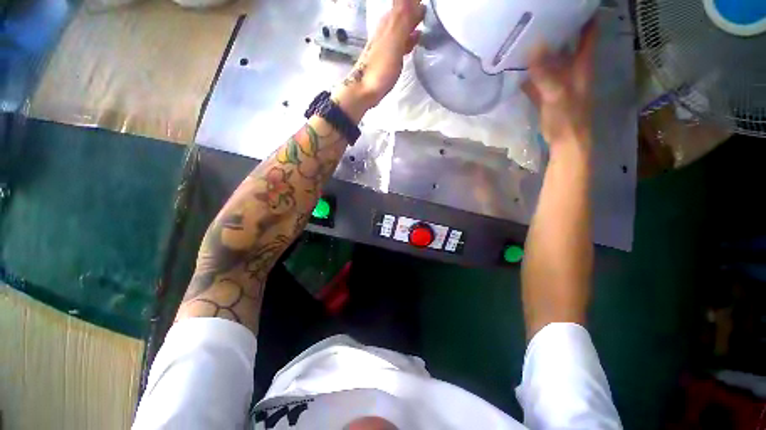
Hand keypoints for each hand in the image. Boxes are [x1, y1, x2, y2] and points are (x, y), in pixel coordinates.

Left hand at [332, 0, 424, 122]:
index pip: (404, 2)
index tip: (429, 4)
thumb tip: (418, 2)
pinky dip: (411, 36)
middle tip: (432, 10)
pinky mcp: (388, 55)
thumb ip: (404, 19)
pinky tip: (418, 39)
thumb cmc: (380, 68)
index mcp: (389, 20)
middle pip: (404, 10)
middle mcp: (387, 26)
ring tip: (429, 19)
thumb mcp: (394, 41)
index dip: (415, 2)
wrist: (365, 90)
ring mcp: (387, 41)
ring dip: (415, 20)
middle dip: (416, 7)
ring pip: (404, 23)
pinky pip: (403, 39)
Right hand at [523, 20, 597, 150]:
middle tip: (539, 18)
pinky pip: (538, 79)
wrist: (565, 141)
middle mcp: (571, 69)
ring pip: (551, 61)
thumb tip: (534, 48)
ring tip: (525, 38)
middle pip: (567, 44)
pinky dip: (529, 74)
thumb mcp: (558, 94)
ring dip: (541, 51)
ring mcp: (559, 83)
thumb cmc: (568, 118)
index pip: (588, 34)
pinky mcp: (547, 95)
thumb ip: (546, 73)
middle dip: (558, 29)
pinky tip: (517, 69)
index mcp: (581, 65)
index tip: (572, 4)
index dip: (584, 17)